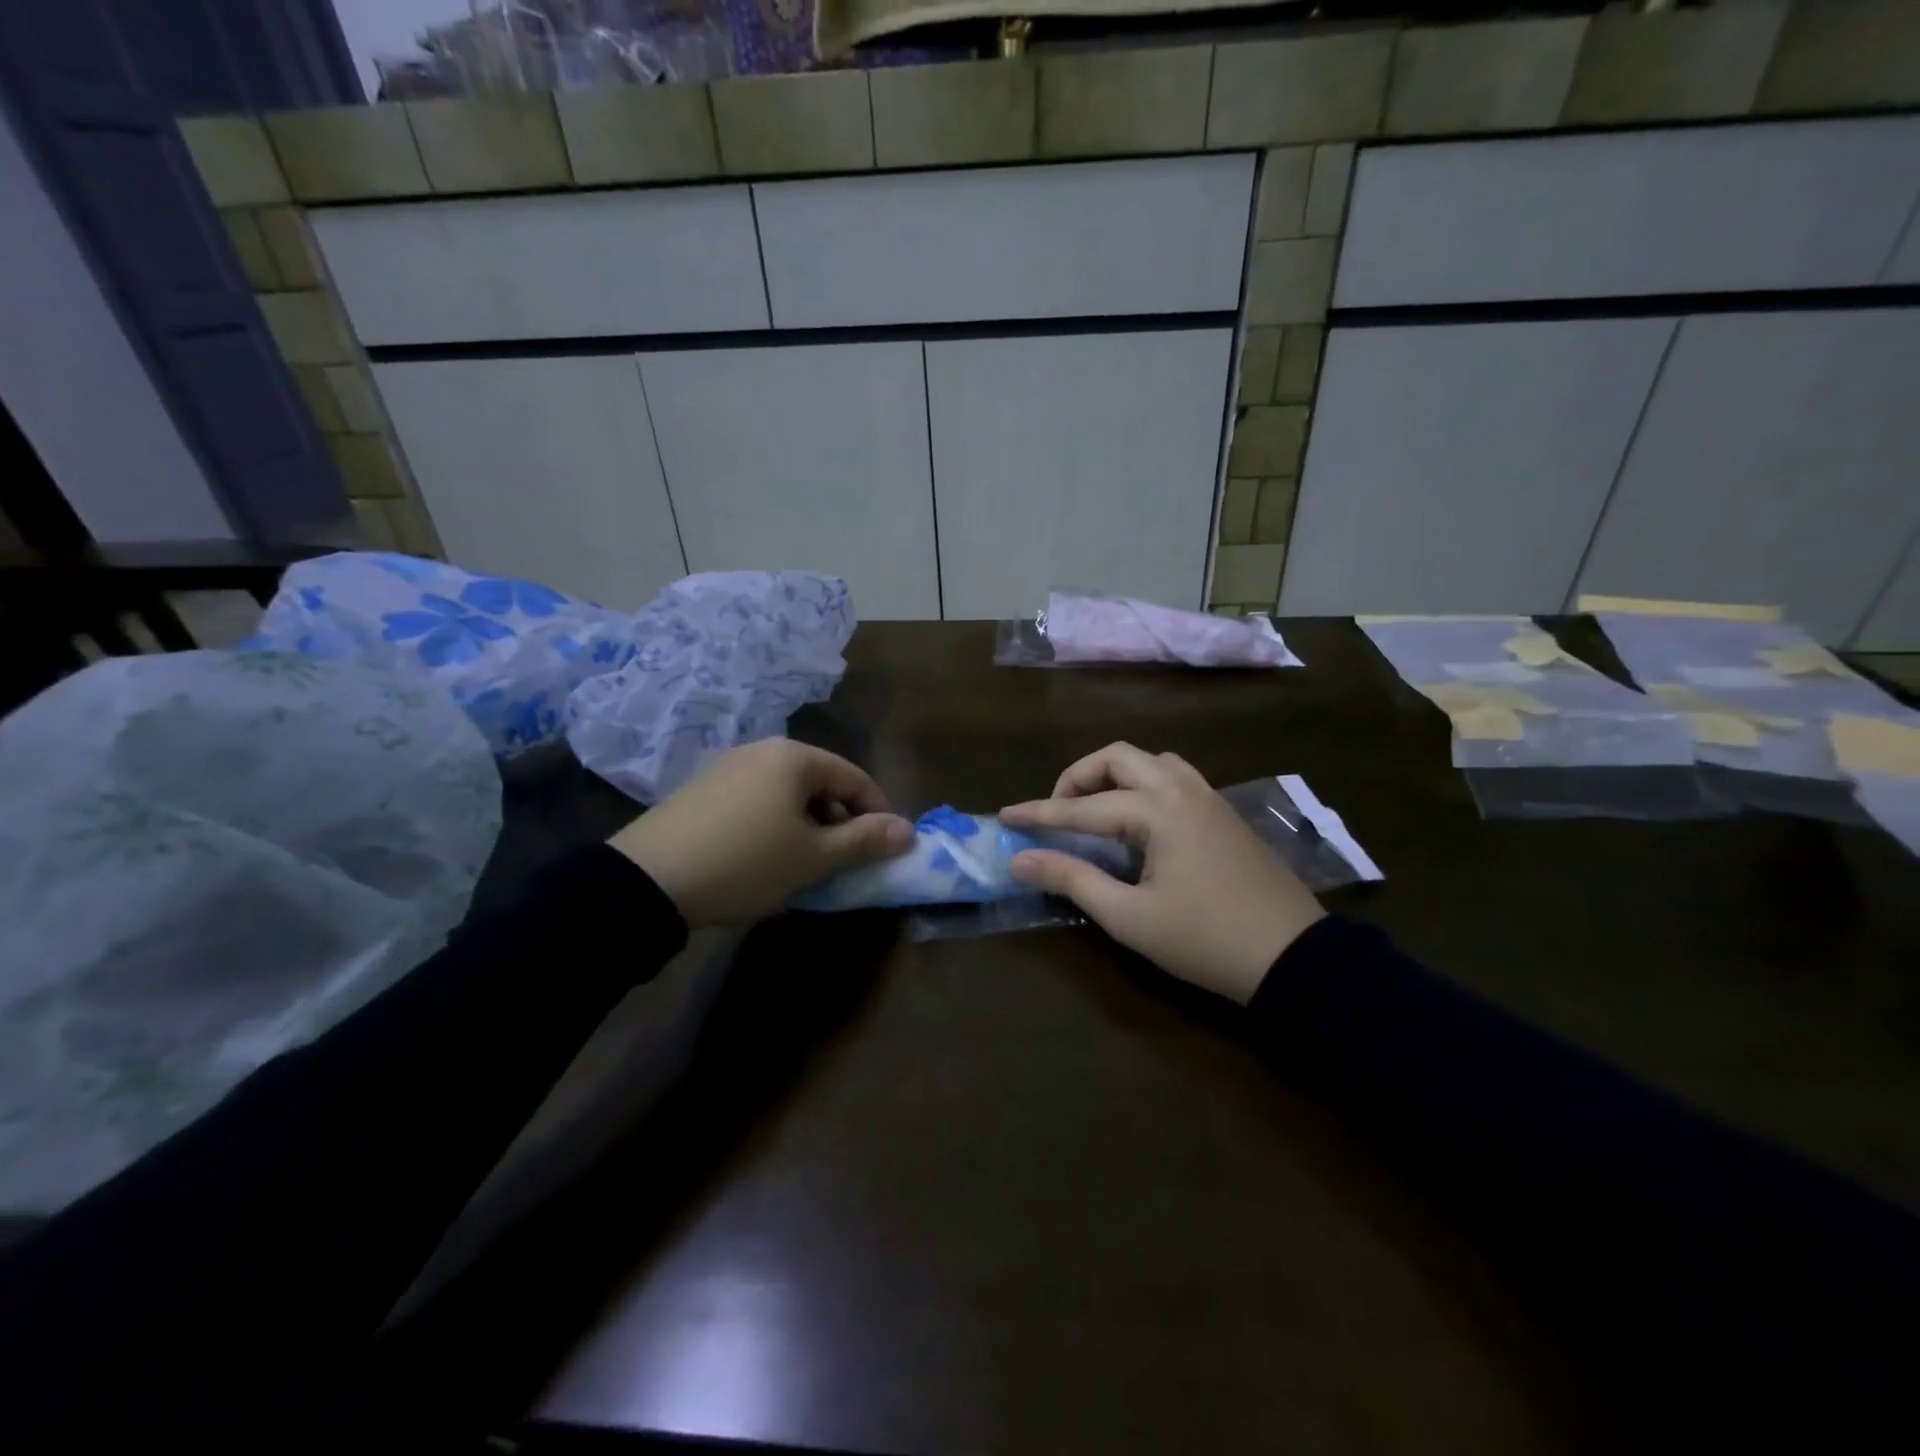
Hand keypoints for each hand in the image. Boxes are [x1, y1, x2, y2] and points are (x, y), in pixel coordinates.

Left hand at [609, 739, 913, 926]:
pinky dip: (777, 825)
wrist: (647, 881)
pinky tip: (766, 858)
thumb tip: (909, 832)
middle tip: (846, 862)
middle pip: (822, 783)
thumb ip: (865, 841)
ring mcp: (728, 767)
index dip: (879, 814)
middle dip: (842, 822)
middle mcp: (762, 750)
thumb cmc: (746, 862)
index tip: (888, 849)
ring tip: (807, 864)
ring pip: (789, 794)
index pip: (856, 778)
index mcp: (795, 757)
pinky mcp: (703, 790)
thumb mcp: (813, 858)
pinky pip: (758, 801)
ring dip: (810, 826)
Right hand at [1001, 743, 1323, 1003]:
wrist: (1293, 958)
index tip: (1004, 816)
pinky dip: (1143, 784)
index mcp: (1159, 810)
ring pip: (1151, 761)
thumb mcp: (1129, 916)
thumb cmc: (1204, 940)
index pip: (1083, 807)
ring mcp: (1209, 798)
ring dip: (1114, 775)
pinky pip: (1174, 777)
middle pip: (1118, 757)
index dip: (1040, 813)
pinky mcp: (1225, 814)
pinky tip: (1138, 821)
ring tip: (1095, 810)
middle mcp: (1183, 789)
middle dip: (1078, 777)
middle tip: (1057, 812)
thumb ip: (1072, 879)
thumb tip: (1020, 859)